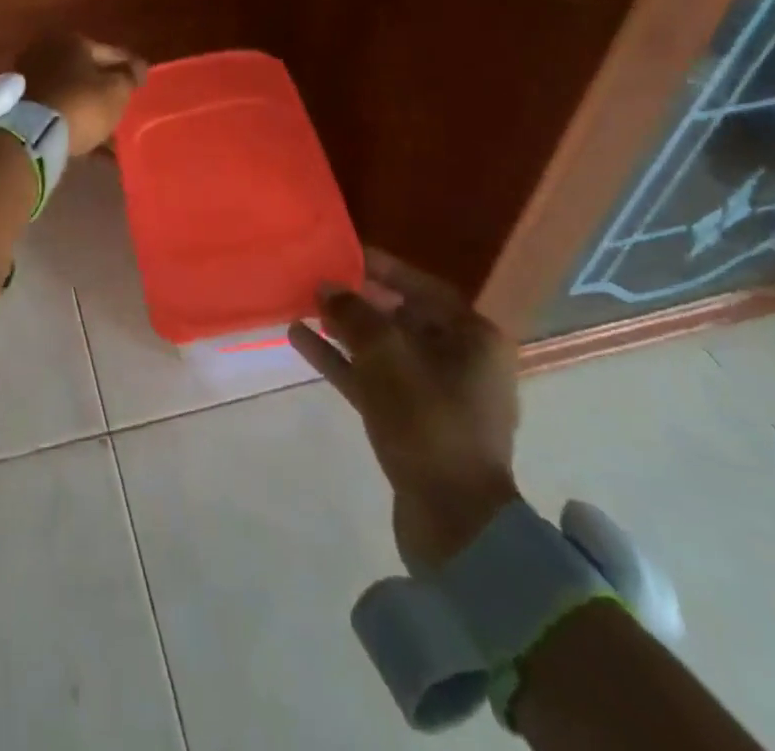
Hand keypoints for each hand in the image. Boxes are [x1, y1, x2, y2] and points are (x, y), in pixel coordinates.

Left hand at [16, 34, 146, 156]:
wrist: (32, 135)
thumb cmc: (82, 104)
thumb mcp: (117, 90)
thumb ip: (129, 76)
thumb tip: (137, 67)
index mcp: (72, 40)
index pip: (111, 52)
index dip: (130, 67)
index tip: (142, 81)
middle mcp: (47, 50)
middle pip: (86, 70)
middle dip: (104, 86)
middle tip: (121, 103)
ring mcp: (30, 76)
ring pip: (70, 90)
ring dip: (87, 104)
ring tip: (106, 126)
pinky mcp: (20, 102)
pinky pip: (56, 107)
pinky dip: (71, 117)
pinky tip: (87, 136)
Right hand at [289, 251, 520, 569]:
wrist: (454, 521)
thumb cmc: (427, 419)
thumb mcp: (385, 355)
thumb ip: (353, 313)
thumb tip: (328, 286)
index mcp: (473, 337)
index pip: (422, 287)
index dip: (381, 268)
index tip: (343, 254)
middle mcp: (461, 360)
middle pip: (402, 317)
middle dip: (357, 300)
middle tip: (316, 282)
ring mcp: (437, 395)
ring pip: (383, 349)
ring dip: (344, 330)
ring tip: (301, 308)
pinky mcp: (414, 423)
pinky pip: (374, 379)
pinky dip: (342, 362)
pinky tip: (301, 341)